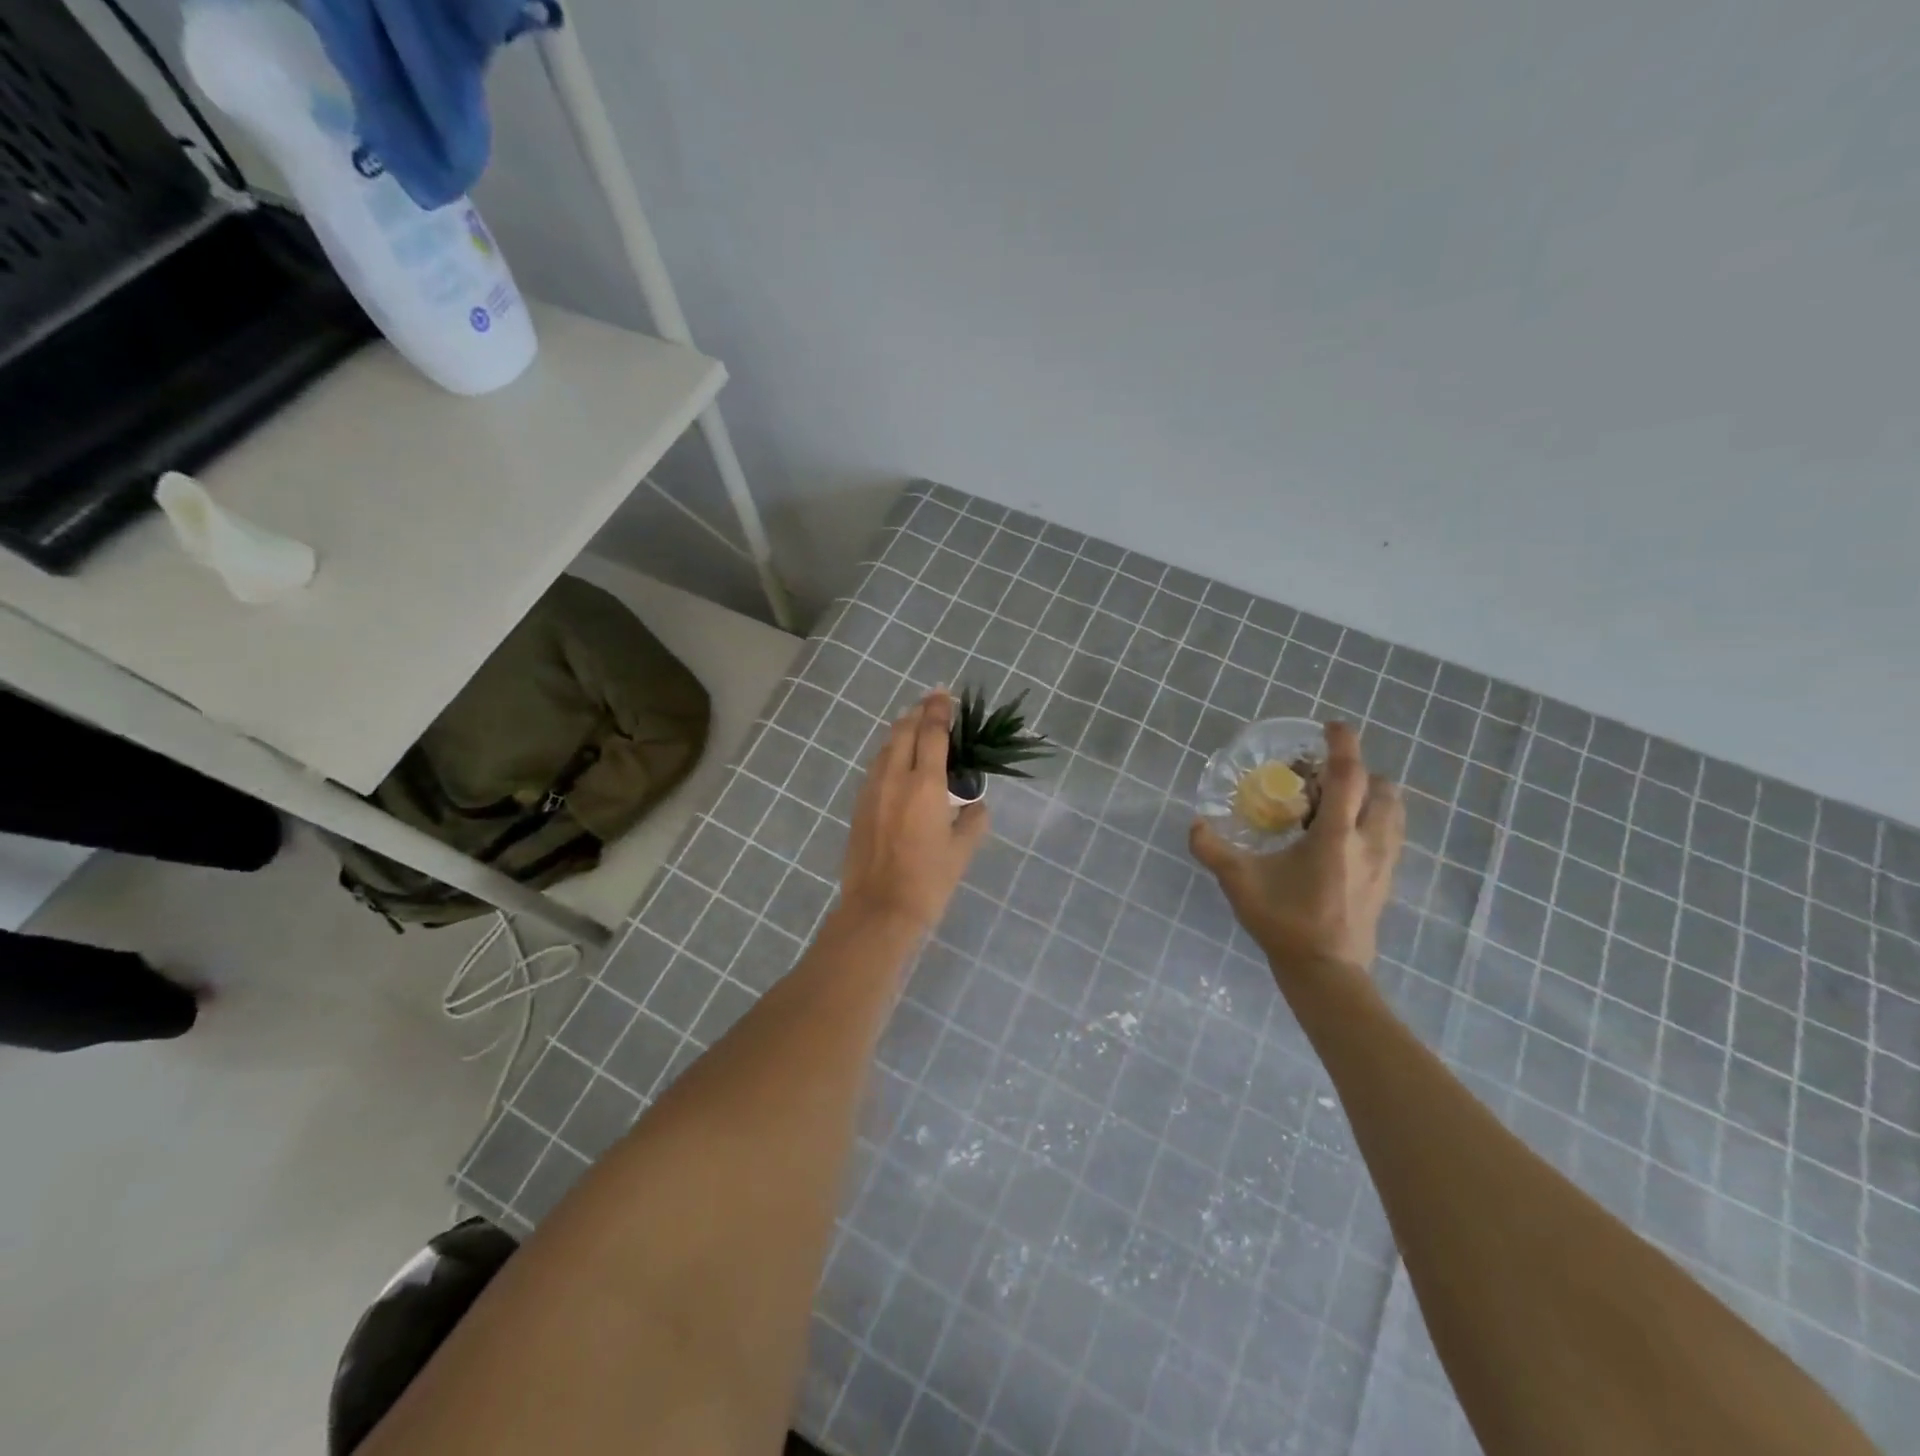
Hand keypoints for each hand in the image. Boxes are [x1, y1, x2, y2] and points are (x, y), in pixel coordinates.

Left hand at [839, 690, 988, 931]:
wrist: (879, 909)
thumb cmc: (928, 881)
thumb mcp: (962, 850)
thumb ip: (973, 820)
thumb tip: (975, 804)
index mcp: (925, 785)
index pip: (932, 733)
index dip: (939, 709)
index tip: (945, 694)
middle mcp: (894, 778)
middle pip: (904, 731)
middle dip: (919, 712)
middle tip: (932, 703)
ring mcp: (872, 790)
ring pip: (886, 747)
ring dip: (902, 730)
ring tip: (916, 726)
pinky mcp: (859, 804)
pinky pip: (876, 766)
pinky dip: (890, 753)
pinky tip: (898, 761)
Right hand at [1189, 721, 1403, 973]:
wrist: (1327, 972)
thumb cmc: (1285, 923)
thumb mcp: (1239, 883)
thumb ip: (1212, 850)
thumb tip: (1194, 824)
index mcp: (1335, 836)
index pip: (1349, 776)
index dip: (1343, 745)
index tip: (1331, 726)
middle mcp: (1368, 842)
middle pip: (1382, 788)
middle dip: (1358, 771)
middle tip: (1323, 777)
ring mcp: (1384, 862)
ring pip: (1393, 811)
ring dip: (1371, 795)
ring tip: (1336, 803)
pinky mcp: (1387, 880)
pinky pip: (1391, 834)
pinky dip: (1374, 820)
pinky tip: (1343, 836)